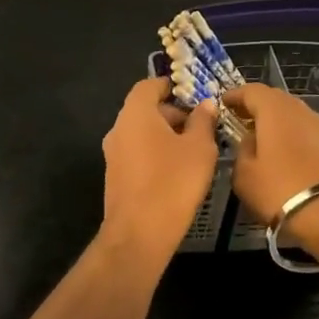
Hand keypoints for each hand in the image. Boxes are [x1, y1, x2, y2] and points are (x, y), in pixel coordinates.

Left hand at [100, 78, 219, 258]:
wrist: (139, 233)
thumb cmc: (173, 182)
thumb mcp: (200, 149)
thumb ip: (203, 121)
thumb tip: (205, 104)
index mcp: (135, 114)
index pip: (148, 85)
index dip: (170, 86)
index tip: (193, 95)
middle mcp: (118, 129)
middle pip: (144, 110)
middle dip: (172, 114)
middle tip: (200, 127)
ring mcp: (113, 154)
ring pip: (141, 134)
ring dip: (165, 136)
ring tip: (194, 150)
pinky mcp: (114, 177)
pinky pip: (136, 154)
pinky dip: (155, 154)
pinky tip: (176, 171)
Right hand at [224, 83, 318, 222]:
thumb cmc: (279, 190)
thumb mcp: (244, 174)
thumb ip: (242, 150)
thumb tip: (249, 140)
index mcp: (274, 110)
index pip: (251, 90)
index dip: (235, 95)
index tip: (223, 103)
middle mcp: (299, 110)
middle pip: (274, 98)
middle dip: (255, 105)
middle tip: (239, 117)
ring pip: (291, 114)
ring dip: (274, 120)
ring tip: (259, 135)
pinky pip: (303, 130)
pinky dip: (289, 133)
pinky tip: (281, 150)